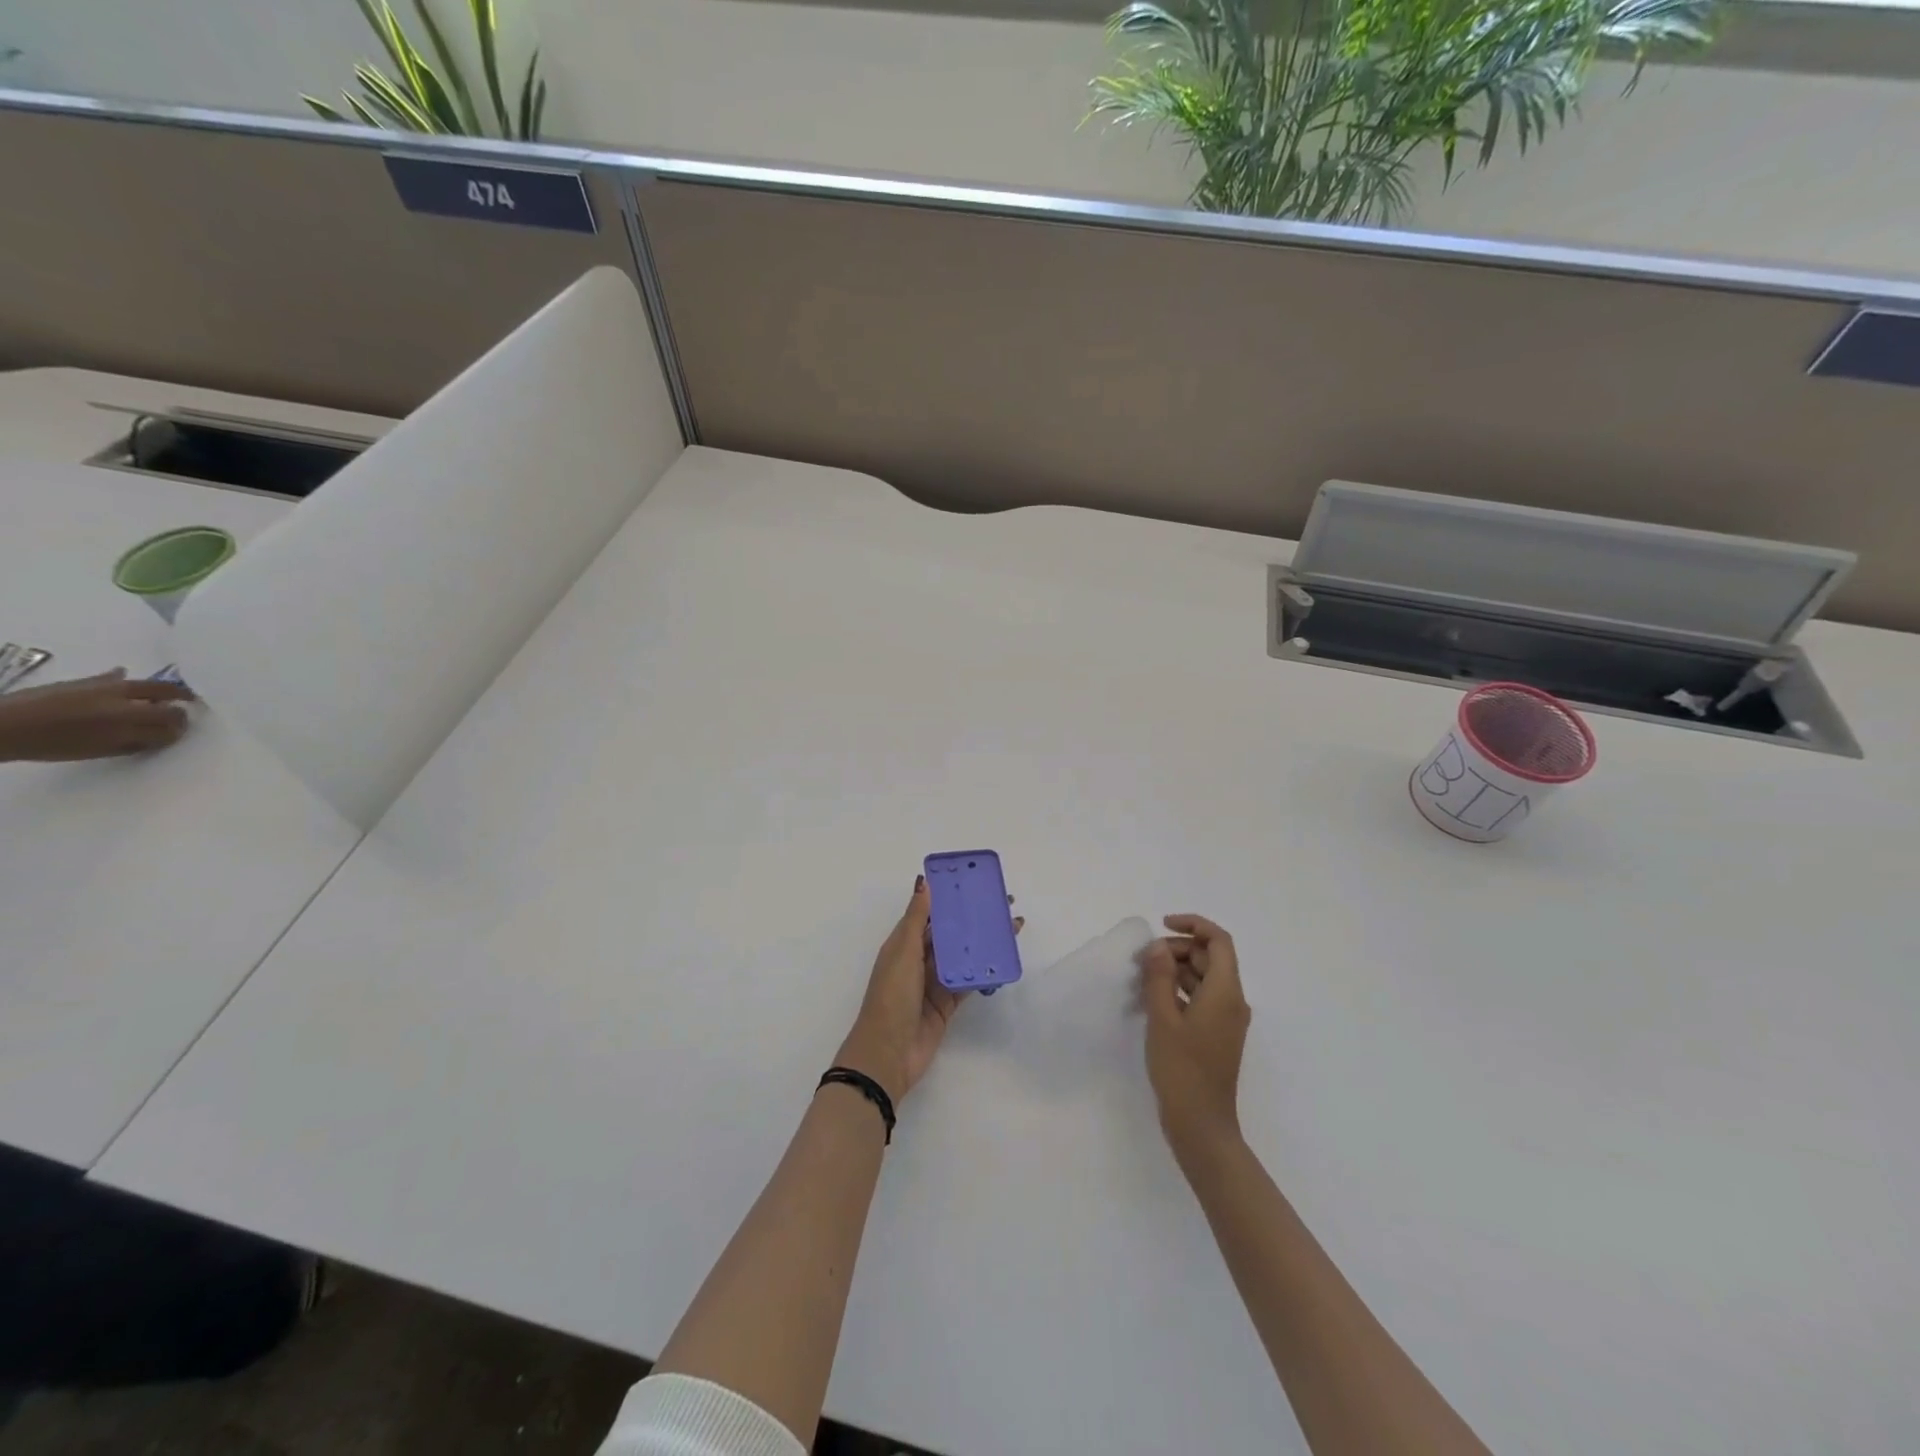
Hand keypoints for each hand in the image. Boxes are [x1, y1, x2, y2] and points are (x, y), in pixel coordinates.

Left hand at [0, 670, 195, 761]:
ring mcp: (108, 687)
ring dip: (164, 692)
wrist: (4, 726)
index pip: (172, 722)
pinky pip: (116, 676)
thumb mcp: (99, 750)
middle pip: (168, 701)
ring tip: (165, 698)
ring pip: (151, 686)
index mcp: (129, 722)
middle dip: (178, 709)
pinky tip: (123, 676)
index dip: (180, 727)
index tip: (180, 733)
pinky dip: (124, 678)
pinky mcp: (88, 681)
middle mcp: (127, 701)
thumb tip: (163, 736)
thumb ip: (135, 742)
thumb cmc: (53, 745)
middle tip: (180, 716)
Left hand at [837, 875, 1022, 1104]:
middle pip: (950, 933)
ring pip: (963, 956)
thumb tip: (925, 882)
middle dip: (974, 918)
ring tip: (1011, 927)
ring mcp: (934, 982)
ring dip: (983, 942)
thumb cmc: (892, 996)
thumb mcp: (902, 952)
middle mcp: (919, 959)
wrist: (889, 1053)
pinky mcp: (947, 1003)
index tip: (976, 881)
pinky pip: (968, 982)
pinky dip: (984, 972)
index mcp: (904, 943)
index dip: (951, 897)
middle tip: (1004, 903)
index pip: (930, 913)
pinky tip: (1003, 960)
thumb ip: (917, 919)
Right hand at [1140, 914, 1251, 1159]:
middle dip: (1178, 948)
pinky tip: (1152, 998)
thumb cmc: (1182, 1069)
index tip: (1162, 926)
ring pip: (1204, 978)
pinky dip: (1179, 990)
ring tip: (1142, 976)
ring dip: (1176, 969)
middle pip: (1210, 958)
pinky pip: (1200, 998)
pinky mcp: (1216, 1035)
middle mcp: (1232, 1001)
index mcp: (1226, 992)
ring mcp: (1226, 1020)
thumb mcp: (1163, 1018)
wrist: (1201, 1125)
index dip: (1193, 924)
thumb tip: (1159, 946)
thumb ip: (1159, 977)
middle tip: (1144, 958)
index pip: (1219, 941)